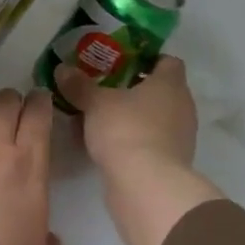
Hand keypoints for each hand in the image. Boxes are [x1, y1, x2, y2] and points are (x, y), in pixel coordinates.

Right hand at [54, 57, 219, 244]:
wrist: (145, 185)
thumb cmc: (125, 130)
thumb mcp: (95, 103)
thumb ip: (79, 85)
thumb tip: (62, 68)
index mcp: (170, 84)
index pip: (168, 62)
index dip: (147, 59)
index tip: (121, 62)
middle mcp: (182, 107)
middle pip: (160, 90)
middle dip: (133, 89)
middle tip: (104, 88)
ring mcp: (180, 137)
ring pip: (154, 117)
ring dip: (131, 116)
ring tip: (99, 117)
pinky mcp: (171, 162)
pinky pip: (150, 141)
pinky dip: (132, 139)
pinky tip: (105, 143)